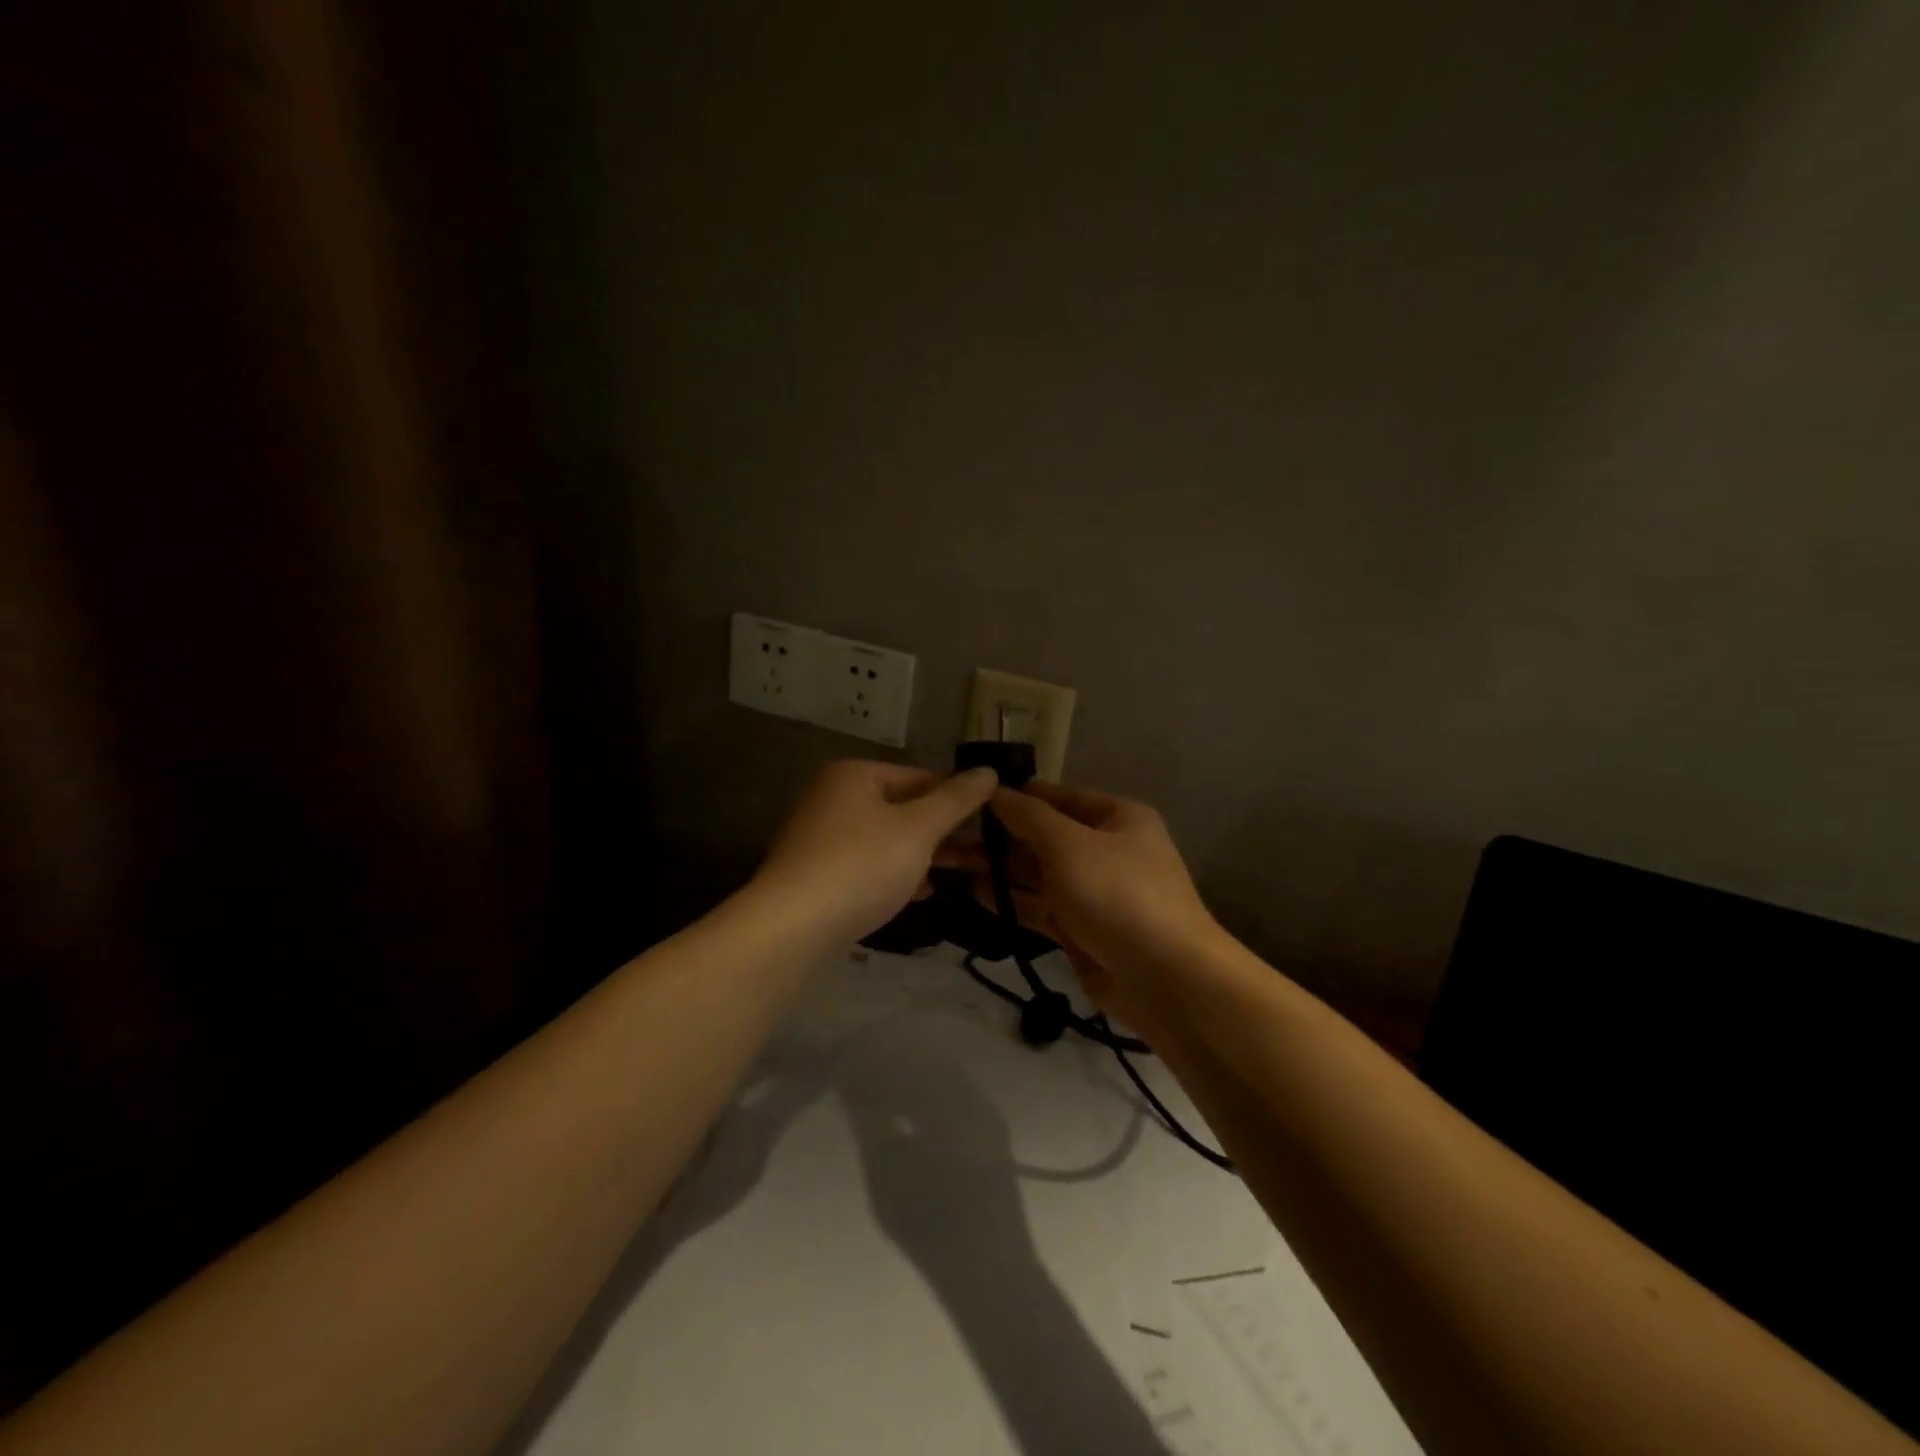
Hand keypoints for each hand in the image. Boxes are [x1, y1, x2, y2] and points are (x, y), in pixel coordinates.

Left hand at [755, 760, 998, 945]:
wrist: (791, 927)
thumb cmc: (862, 865)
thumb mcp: (918, 829)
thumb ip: (956, 800)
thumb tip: (988, 771)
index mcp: (855, 775)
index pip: (920, 777)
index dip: (957, 799)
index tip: (990, 824)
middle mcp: (833, 798)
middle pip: (902, 808)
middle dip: (942, 832)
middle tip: (982, 853)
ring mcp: (820, 838)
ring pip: (886, 840)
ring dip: (922, 855)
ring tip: (959, 874)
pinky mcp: (815, 875)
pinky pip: (866, 866)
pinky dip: (894, 874)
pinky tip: (919, 893)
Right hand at [937, 781, 1227, 1019]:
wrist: (1165, 979)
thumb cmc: (1118, 894)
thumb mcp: (1070, 844)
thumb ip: (1028, 817)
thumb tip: (995, 790)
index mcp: (1116, 817)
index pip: (1057, 797)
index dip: (1016, 796)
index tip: (969, 796)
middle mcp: (1106, 849)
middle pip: (1044, 835)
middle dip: (1000, 835)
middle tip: (949, 833)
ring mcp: (1094, 891)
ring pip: (1038, 872)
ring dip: (999, 868)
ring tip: (951, 860)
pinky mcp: (1081, 929)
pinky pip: (1040, 906)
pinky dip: (1011, 899)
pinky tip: (974, 892)